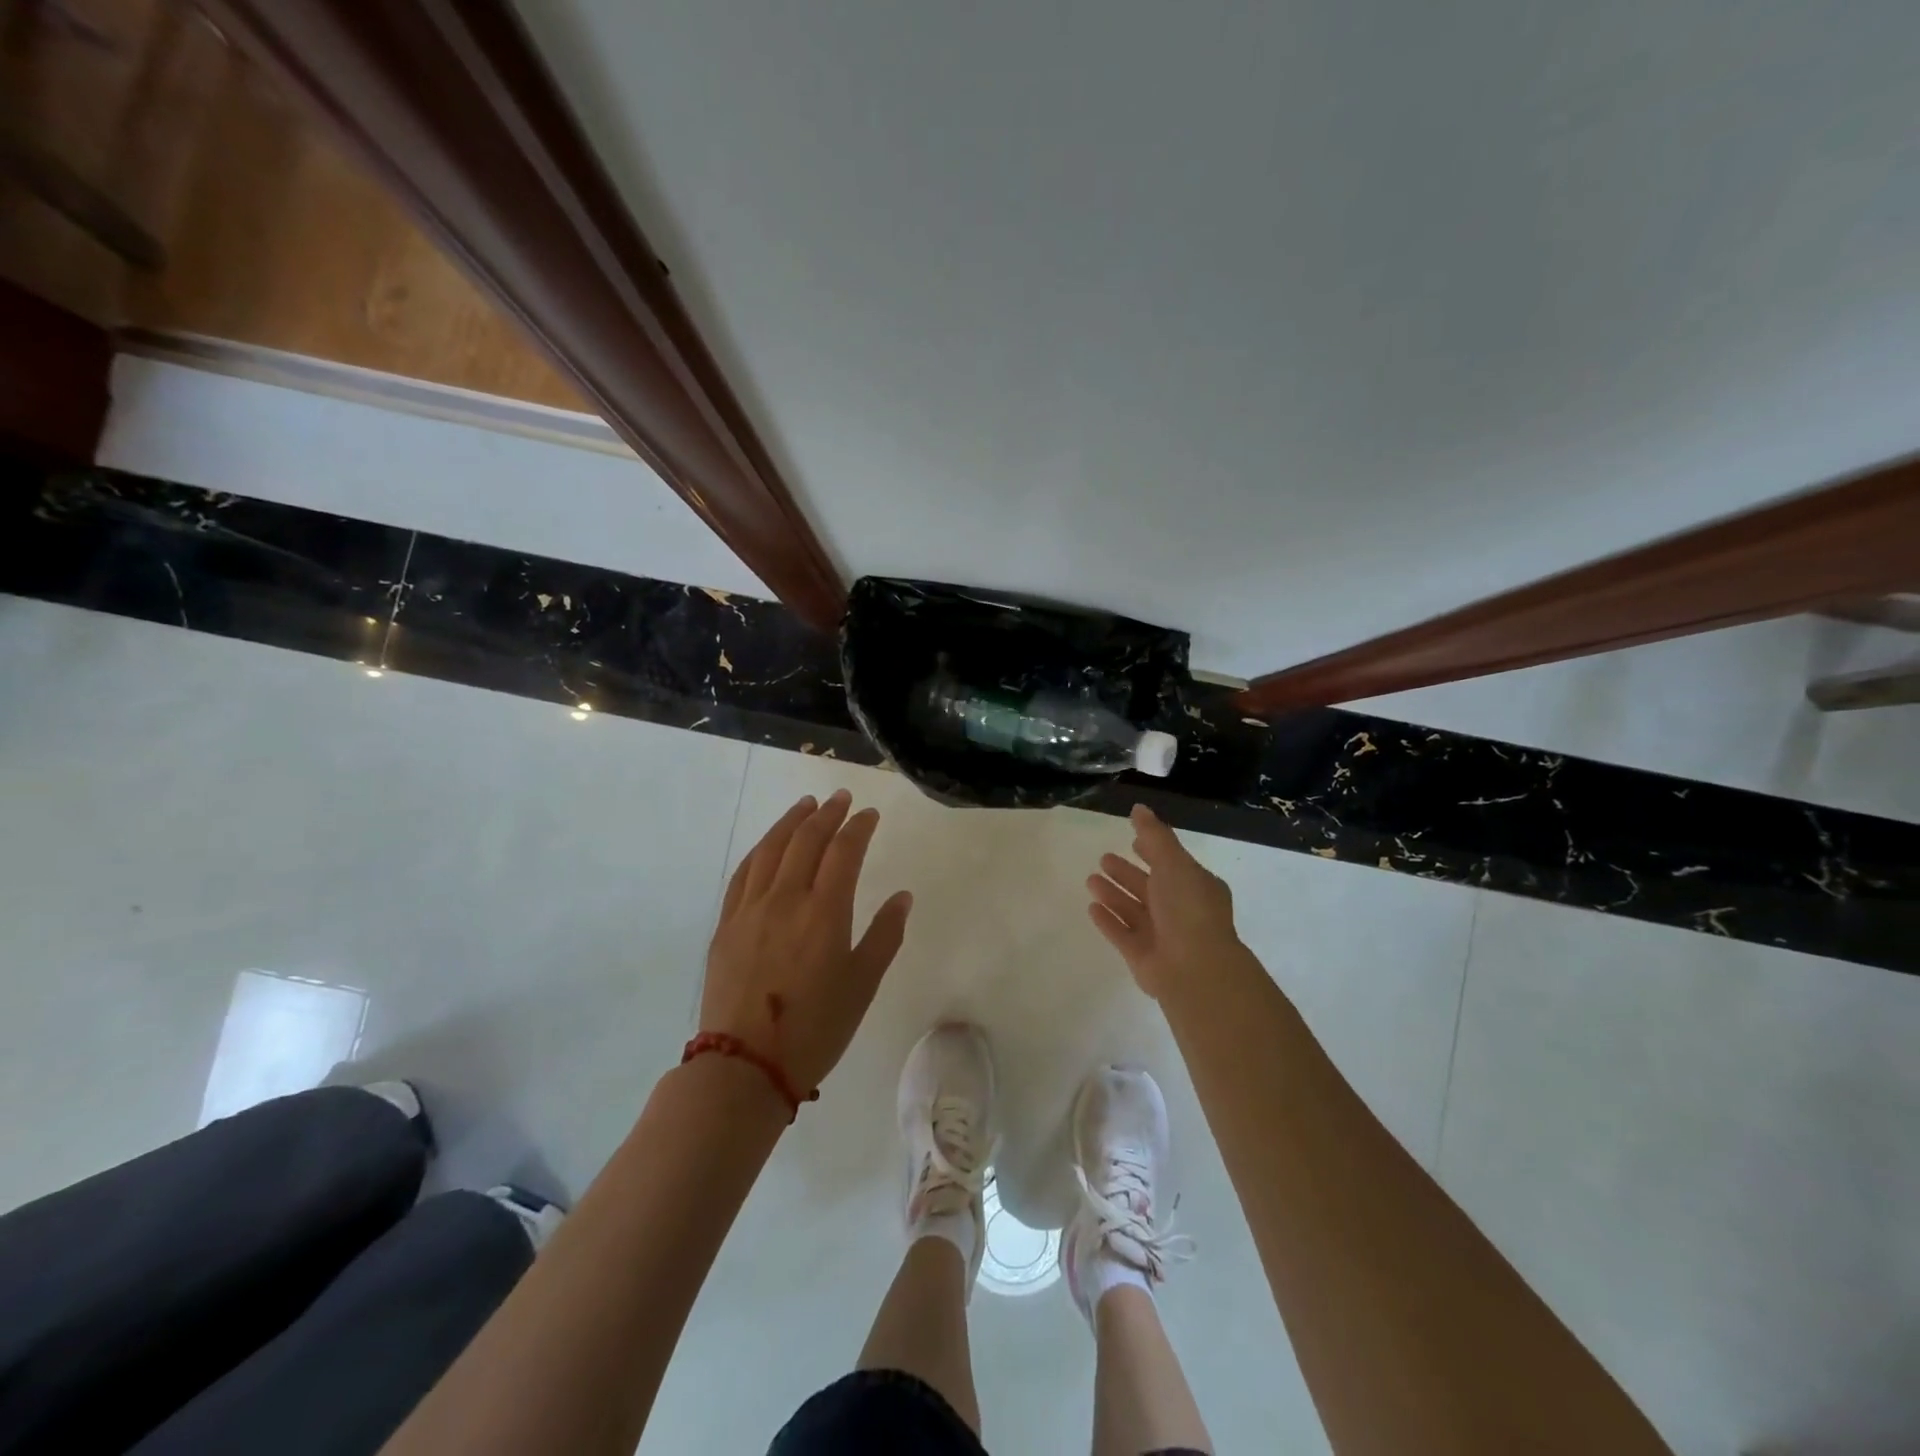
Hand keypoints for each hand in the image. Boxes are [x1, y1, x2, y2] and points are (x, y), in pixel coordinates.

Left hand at [701, 790, 912, 1095]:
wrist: (745, 1065)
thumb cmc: (816, 1028)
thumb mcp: (862, 985)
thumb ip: (884, 935)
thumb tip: (903, 897)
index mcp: (824, 912)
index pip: (844, 851)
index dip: (859, 827)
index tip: (870, 814)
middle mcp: (785, 899)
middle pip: (806, 840)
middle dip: (827, 814)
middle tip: (841, 798)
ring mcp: (750, 909)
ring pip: (771, 849)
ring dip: (791, 822)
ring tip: (806, 805)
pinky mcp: (726, 924)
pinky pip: (744, 872)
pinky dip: (760, 849)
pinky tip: (768, 845)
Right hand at [1086, 803, 1243, 999]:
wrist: (1194, 969)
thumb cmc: (1188, 909)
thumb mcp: (1174, 863)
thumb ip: (1155, 835)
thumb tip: (1139, 808)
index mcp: (1195, 887)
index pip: (1171, 864)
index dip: (1153, 851)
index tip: (1133, 839)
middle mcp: (1180, 911)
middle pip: (1149, 887)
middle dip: (1127, 873)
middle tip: (1103, 858)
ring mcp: (1161, 936)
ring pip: (1132, 909)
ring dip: (1113, 894)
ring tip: (1090, 879)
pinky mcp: (1142, 957)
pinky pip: (1121, 934)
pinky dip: (1108, 920)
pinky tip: (1091, 908)